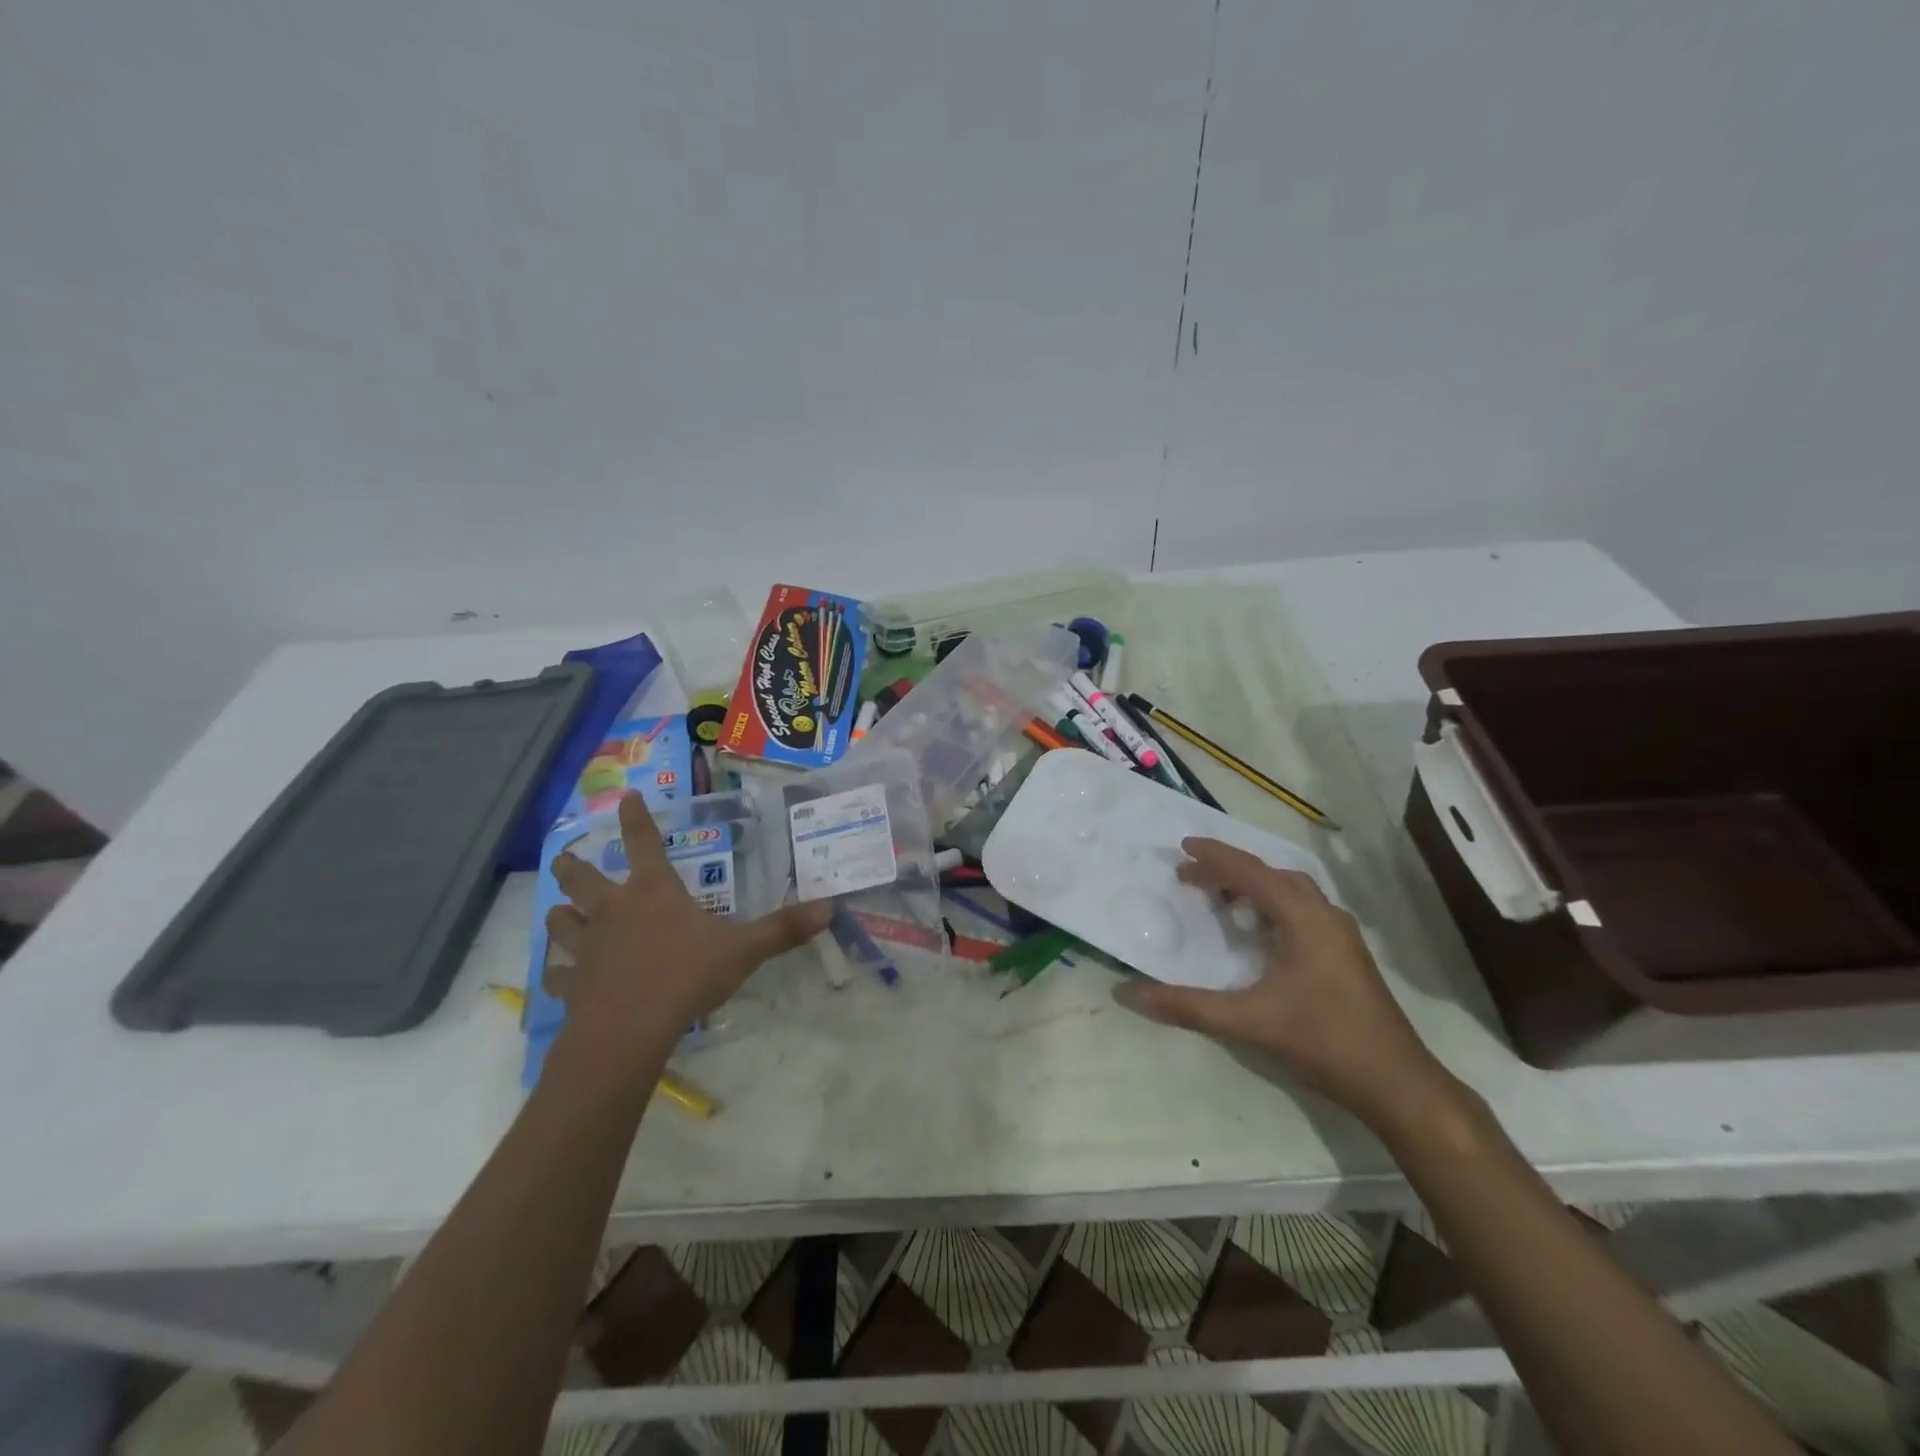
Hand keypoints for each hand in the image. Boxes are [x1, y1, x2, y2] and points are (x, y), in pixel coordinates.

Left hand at [545, 793, 830, 1052]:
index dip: (636, 818)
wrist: (628, 1031)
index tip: (627, 796)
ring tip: (560, 913)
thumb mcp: (743, 950)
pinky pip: (558, 974)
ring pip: (560, 922)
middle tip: (565, 857)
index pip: (644, 843)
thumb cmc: (686, 976)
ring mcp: (587, 947)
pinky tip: (562, 976)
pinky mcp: (572, 985)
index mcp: (653, 892)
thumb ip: (783, 929)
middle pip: (582, 878)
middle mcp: (613, 910)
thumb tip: (830, 907)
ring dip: (560, 915)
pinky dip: (559, 972)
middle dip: (573, 865)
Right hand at [1113, 837, 1453, 1129]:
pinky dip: (1271, 905)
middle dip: (1229, 870)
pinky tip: (1258, 931)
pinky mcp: (1345, 954)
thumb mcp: (1250, 1022)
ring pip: (1290, 892)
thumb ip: (1188, 1006)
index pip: (1251, 872)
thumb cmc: (1324, 1041)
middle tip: (1191, 876)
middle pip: (1271, 875)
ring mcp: (1340, 935)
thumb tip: (1128, 993)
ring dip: (1252, 886)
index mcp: (1303, 918)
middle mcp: (1324, 915)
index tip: (1182, 847)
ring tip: (1219, 897)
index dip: (1214, 856)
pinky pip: (1301, 910)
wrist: (1397, 1084)